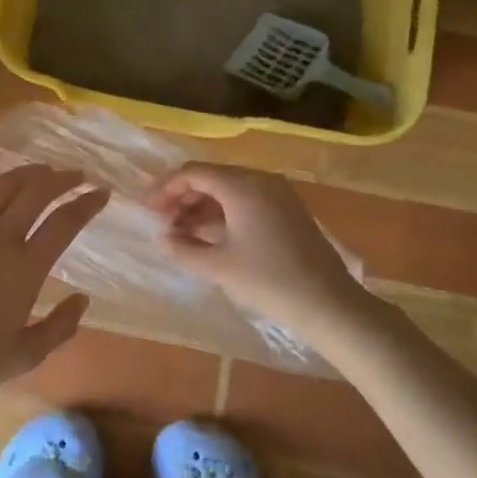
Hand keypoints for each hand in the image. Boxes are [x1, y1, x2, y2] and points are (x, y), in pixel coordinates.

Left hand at [0, 164, 106, 399]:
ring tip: (39, 170)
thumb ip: (60, 326)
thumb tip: (83, 299)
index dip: (87, 203)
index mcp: (25, 269)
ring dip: (24, 174)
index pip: (64, 223)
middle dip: (60, 179)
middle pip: (34, 193)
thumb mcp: (26, 356)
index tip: (101, 192)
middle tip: (75, 174)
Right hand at [149, 162, 365, 337]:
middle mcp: (260, 180)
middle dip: (183, 198)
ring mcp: (278, 193)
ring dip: (203, 207)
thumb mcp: (218, 266)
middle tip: (164, 224)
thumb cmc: (268, 281)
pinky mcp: (288, 209)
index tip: (148, 210)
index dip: (166, 189)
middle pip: (211, 177)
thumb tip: (162, 236)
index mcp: (242, 185)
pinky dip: (225, 213)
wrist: (328, 304)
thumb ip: (183, 248)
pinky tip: (212, 236)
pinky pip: (247, 199)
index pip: (193, 173)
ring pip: (230, 189)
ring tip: (183, 234)